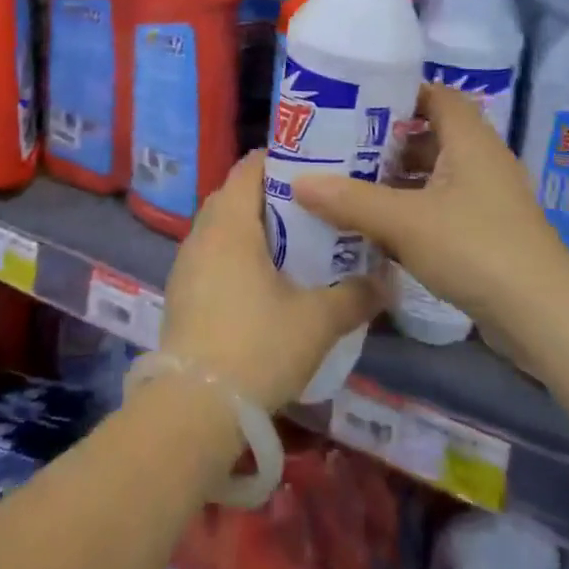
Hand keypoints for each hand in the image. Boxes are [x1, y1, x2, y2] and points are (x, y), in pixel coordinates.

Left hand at [161, 150, 383, 411]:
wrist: (194, 409)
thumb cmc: (257, 346)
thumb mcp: (317, 321)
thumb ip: (355, 296)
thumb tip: (388, 282)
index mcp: (230, 222)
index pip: (250, 166)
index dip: (281, 159)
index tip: (315, 169)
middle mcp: (201, 233)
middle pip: (235, 195)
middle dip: (272, 196)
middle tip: (313, 208)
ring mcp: (186, 264)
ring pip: (222, 228)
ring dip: (253, 229)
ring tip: (294, 245)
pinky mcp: (181, 294)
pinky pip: (212, 256)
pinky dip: (237, 256)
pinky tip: (264, 284)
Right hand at [293, 84, 568, 340]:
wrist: (544, 316)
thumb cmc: (475, 248)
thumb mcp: (404, 221)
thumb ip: (350, 200)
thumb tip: (299, 182)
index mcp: (470, 140)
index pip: (437, 95)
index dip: (400, 92)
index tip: (358, 102)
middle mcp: (482, 161)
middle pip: (432, 134)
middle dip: (388, 140)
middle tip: (342, 145)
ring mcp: (488, 199)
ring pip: (435, 174)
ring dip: (398, 178)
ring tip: (351, 184)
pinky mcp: (488, 232)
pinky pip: (442, 206)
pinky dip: (413, 209)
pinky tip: (380, 226)